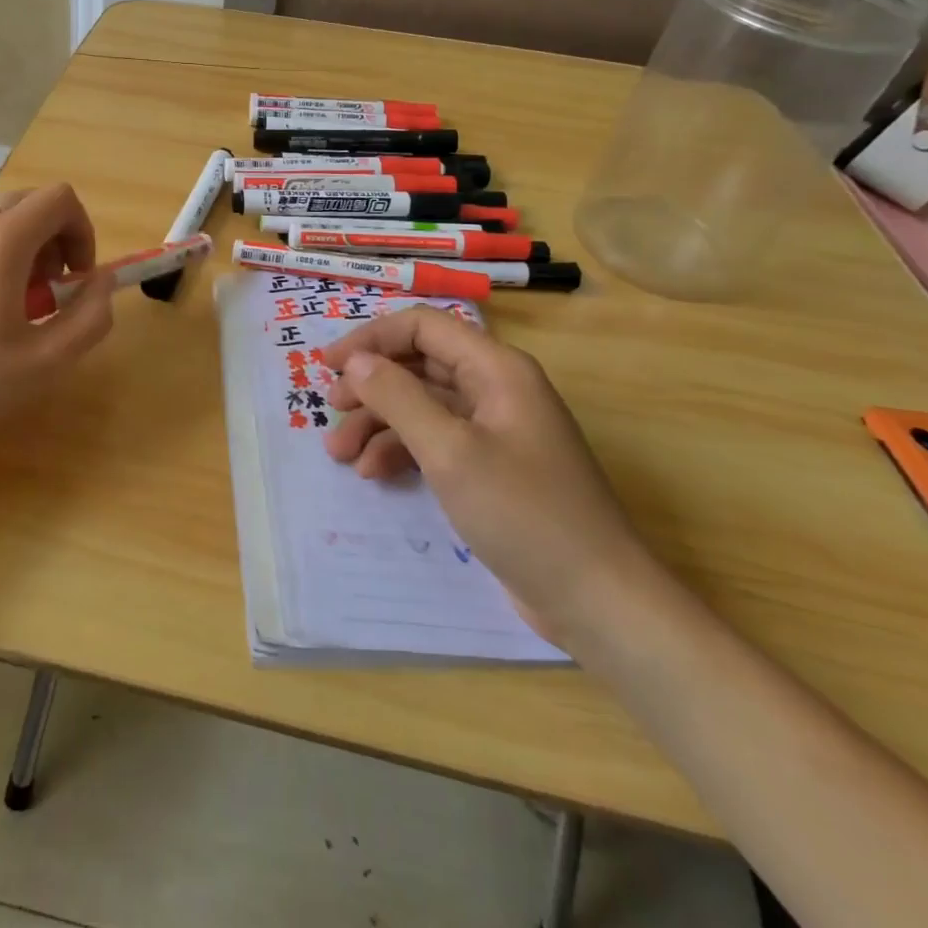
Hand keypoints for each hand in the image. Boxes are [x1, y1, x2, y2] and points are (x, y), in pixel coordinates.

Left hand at [0, 184, 116, 481]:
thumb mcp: (47, 361)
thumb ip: (91, 314)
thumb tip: (101, 281)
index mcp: (1, 242)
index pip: (59, 199)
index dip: (82, 232)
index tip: (77, 278)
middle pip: (26, 204)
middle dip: (52, 240)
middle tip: (48, 293)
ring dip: (17, 248)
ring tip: (8, 306)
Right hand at [320, 307, 671, 651]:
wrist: (598, 600)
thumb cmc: (524, 513)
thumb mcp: (450, 452)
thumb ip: (398, 398)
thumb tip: (356, 361)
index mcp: (496, 369)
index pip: (422, 327)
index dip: (372, 338)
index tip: (329, 365)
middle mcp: (495, 388)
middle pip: (419, 365)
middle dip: (371, 385)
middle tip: (331, 409)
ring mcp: (494, 429)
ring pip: (422, 405)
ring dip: (378, 422)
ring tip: (340, 453)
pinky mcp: (490, 467)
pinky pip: (435, 440)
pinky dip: (401, 450)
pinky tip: (374, 473)